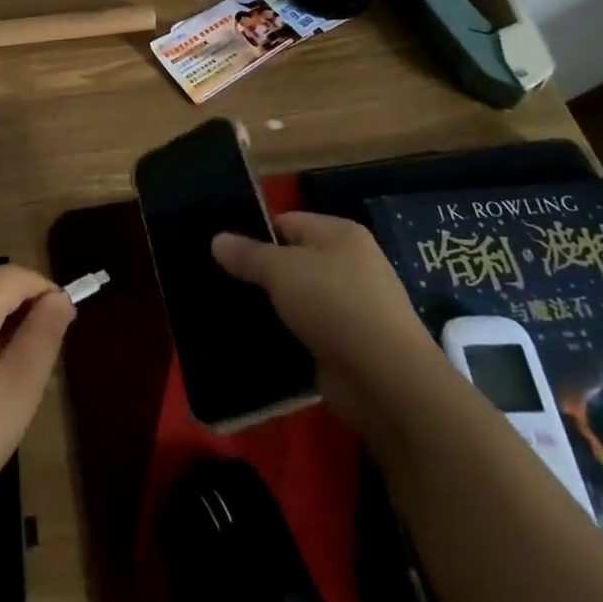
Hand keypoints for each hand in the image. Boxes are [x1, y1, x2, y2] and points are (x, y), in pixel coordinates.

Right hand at [212, 211, 438, 427]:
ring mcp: (352, 305)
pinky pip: (307, 329)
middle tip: (221, 282)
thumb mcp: (281, 271)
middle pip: (293, 259)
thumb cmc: (334, 305)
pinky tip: (258, 340)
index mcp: (340, 234)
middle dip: (261, 272)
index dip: (255, 234)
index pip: (287, 222)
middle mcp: (350, 263)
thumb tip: (217, 239)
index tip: (223, 253)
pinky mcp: (348, 343)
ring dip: (272, 306)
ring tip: (231, 311)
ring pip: (298, 297)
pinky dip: (287, 334)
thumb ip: (247, 254)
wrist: (385, 379)